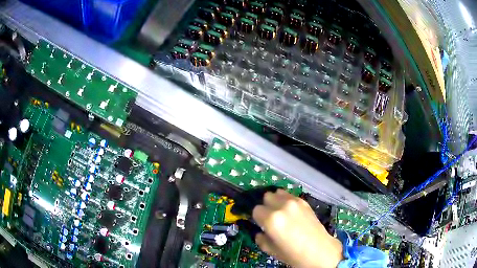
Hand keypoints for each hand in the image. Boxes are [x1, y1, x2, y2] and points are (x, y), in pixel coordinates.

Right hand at [252, 189, 343, 267]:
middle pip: (266, 197)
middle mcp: (281, 206)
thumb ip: (260, 239)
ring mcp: (294, 202)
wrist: (319, 251)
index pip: (256, 210)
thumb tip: (260, 232)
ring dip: (276, 201)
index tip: (262, 224)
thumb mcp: (271, 250)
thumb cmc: (293, 254)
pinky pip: (289, 195)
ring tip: (281, 212)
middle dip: (266, 207)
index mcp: (271, 219)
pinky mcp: (304, 201)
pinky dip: (286, 200)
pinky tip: (291, 211)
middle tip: (270, 218)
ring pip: (277, 193)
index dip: (258, 218)